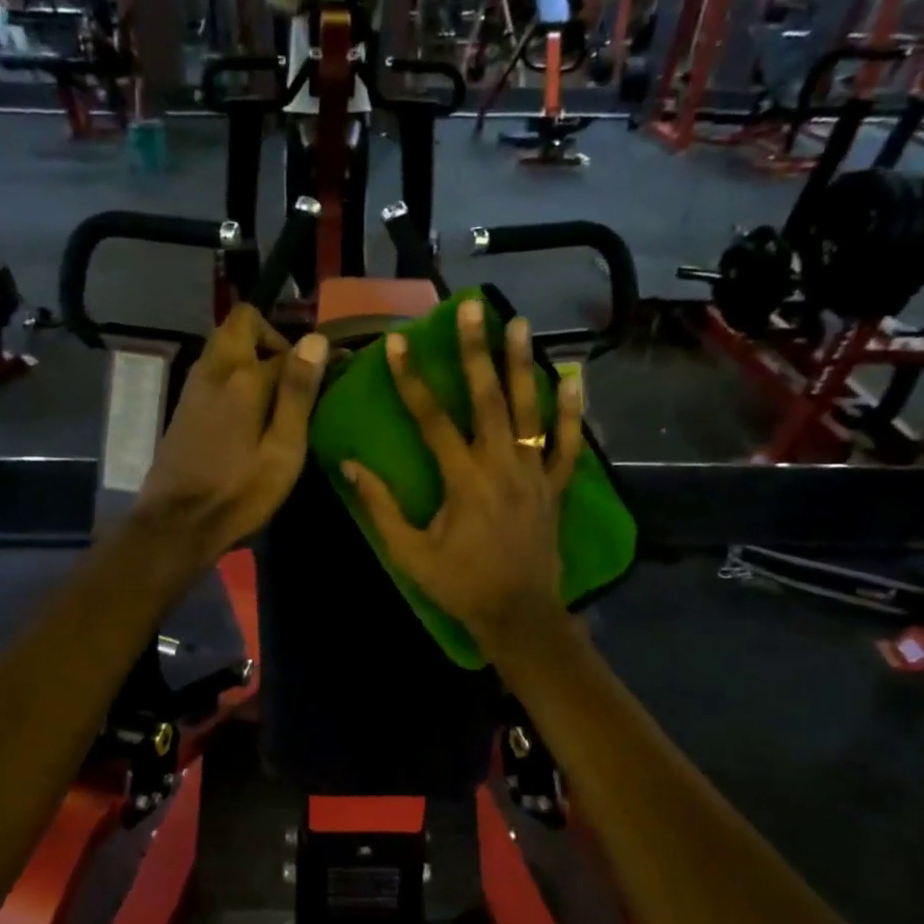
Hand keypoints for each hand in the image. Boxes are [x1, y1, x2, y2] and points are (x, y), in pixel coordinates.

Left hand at [134, 305, 327, 568]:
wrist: (177, 523)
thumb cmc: (240, 492)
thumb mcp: (283, 450)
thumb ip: (298, 393)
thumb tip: (315, 339)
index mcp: (242, 377)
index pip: (285, 347)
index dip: (310, 358)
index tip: (329, 377)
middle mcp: (214, 370)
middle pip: (240, 323)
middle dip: (270, 338)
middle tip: (291, 378)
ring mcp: (193, 386)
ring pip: (223, 346)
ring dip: (249, 356)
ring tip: (274, 399)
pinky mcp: (184, 406)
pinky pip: (213, 370)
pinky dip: (233, 375)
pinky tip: (247, 415)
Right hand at [341, 299, 583, 656]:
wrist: (518, 614)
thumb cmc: (459, 585)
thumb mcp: (409, 553)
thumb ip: (381, 507)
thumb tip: (350, 466)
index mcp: (463, 480)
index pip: (432, 419)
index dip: (411, 379)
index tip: (397, 343)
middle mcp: (501, 466)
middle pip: (488, 399)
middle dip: (476, 352)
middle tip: (471, 309)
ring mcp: (535, 474)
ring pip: (530, 411)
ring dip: (523, 365)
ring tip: (520, 323)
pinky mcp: (556, 487)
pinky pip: (569, 444)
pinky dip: (572, 410)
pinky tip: (573, 375)